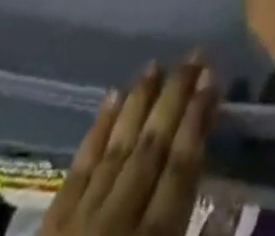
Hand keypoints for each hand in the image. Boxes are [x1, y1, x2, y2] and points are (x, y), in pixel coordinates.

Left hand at [43, 60, 216, 235]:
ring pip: (115, 148)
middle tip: (194, 56)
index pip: (180, 171)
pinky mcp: (49, 229)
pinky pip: (78, 167)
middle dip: (174, 100)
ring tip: (156, 66)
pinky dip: (97, 130)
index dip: (197, 123)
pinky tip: (110, 99)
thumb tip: (225, 209)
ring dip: (138, 104)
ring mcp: (78, 224)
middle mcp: (116, 226)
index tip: (213, 80)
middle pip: (150, 149)